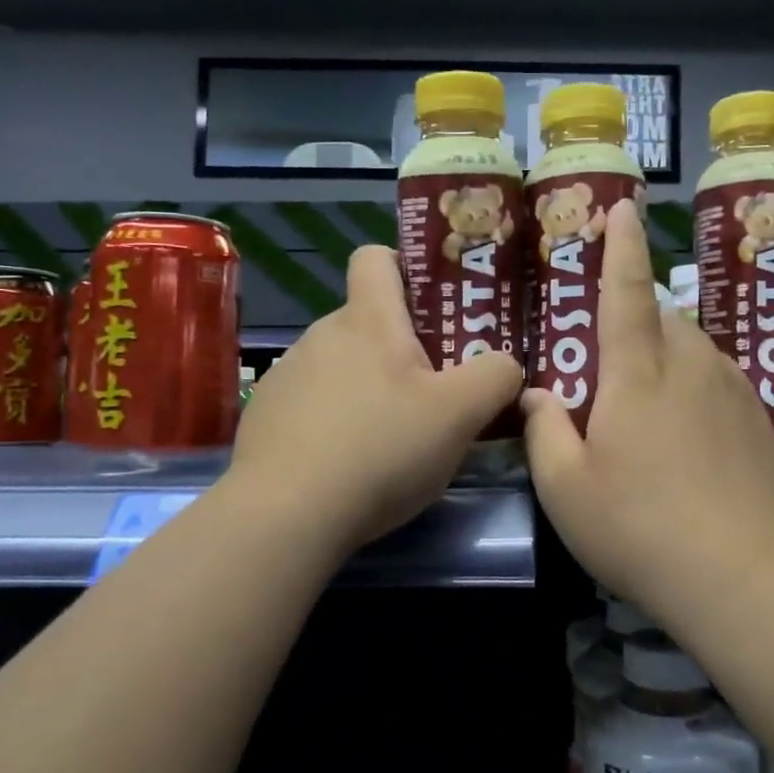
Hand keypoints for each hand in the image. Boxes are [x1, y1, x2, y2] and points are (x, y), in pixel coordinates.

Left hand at [229, 246, 521, 548]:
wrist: (286, 515)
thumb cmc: (380, 450)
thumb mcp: (460, 415)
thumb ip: (496, 377)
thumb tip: (506, 365)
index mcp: (368, 320)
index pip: (376, 257)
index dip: (405, 267)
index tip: (433, 306)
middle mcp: (321, 334)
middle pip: (368, 321)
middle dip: (402, 348)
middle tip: (435, 392)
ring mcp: (287, 375)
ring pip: (342, 364)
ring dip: (369, 387)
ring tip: (392, 438)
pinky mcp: (266, 416)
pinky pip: (312, 402)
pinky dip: (335, 420)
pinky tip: (347, 463)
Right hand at [523, 200, 773, 614]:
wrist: (749, 577)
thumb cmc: (641, 528)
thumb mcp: (567, 489)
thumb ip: (544, 432)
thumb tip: (536, 395)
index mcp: (638, 374)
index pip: (626, 292)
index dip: (621, 247)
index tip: (623, 208)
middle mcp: (692, 367)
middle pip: (663, 319)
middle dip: (637, 323)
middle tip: (613, 369)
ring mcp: (736, 393)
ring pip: (695, 351)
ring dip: (668, 361)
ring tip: (650, 412)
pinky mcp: (764, 424)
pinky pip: (721, 385)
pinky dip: (698, 393)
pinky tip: (692, 445)